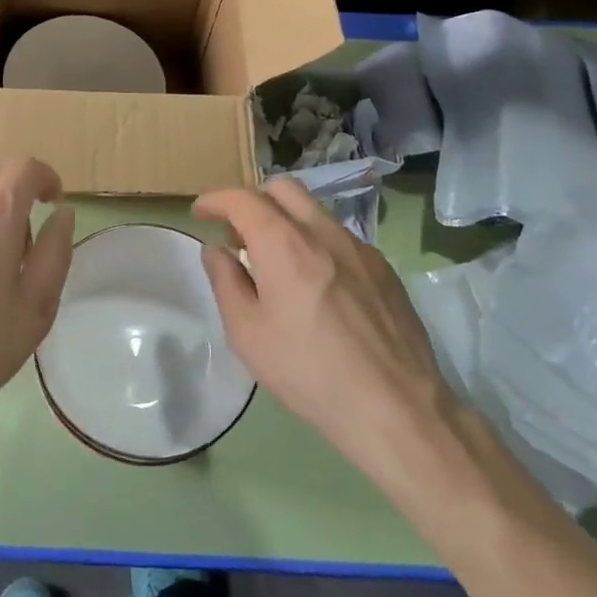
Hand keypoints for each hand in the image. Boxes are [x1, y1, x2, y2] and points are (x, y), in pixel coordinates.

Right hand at [193, 179, 468, 506]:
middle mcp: (322, 232)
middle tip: (240, 236)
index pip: (242, 199)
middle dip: (253, 201)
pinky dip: (316, 245)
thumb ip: (225, 281)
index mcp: (283, 243)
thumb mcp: (247, 333)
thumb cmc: (309, 371)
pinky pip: (340, 239)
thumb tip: (217, 250)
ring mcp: (359, 247)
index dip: (215, 200)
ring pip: (314, 212)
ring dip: (286, 222)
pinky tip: (318, 287)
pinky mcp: (384, 269)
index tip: (200, 213)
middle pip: (282, 189)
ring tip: (277, 264)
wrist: (396, 407)